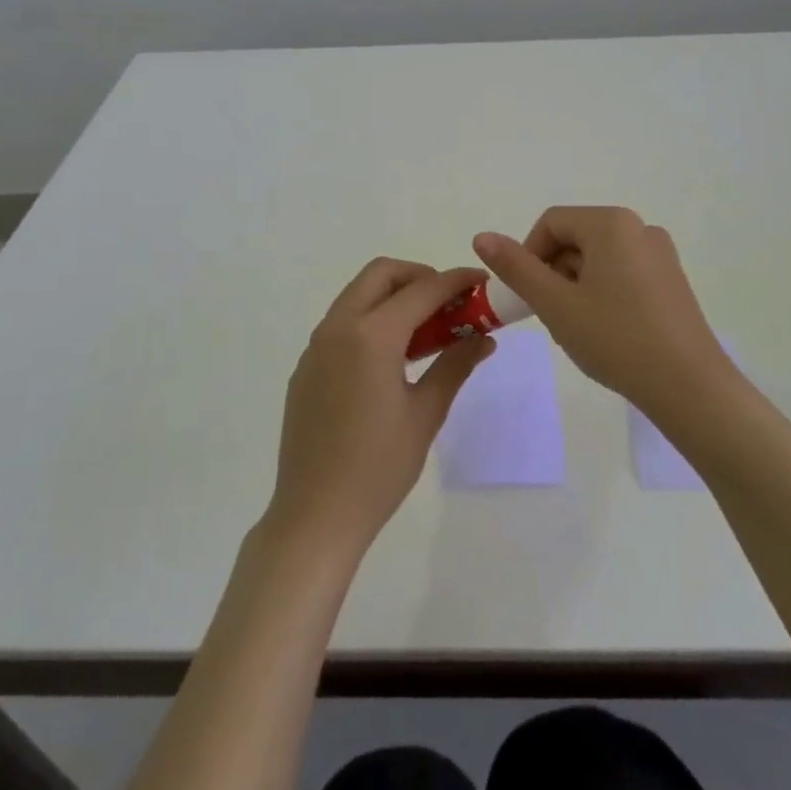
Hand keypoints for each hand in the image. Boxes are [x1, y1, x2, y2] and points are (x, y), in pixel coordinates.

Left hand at [266, 258, 495, 559]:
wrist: (315, 515)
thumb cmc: (378, 467)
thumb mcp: (425, 414)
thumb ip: (454, 366)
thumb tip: (484, 339)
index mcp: (371, 336)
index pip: (421, 290)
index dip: (455, 281)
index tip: (481, 282)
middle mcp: (338, 328)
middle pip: (380, 275)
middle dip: (418, 276)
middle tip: (448, 303)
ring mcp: (316, 347)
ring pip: (357, 296)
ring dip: (392, 297)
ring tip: (425, 331)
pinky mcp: (306, 368)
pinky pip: (341, 324)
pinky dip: (370, 320)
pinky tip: (390, 359)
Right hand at [473, 207, 732, 418]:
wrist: (689, 386)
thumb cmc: (615, 339)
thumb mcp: (555, 304)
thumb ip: (516, 267)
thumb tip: (481, 236)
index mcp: (611, 223)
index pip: (551, 223)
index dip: (529, 256)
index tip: (529, 297)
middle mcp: (639, 227)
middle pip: (576, 238)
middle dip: (554, 273)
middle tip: (552, 317)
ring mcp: (660, 253)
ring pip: (598, 259)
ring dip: (576, 286)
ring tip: (580, 329)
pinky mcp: (671, 279)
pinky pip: (623, 273)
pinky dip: (603, 293)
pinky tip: (607, 331)